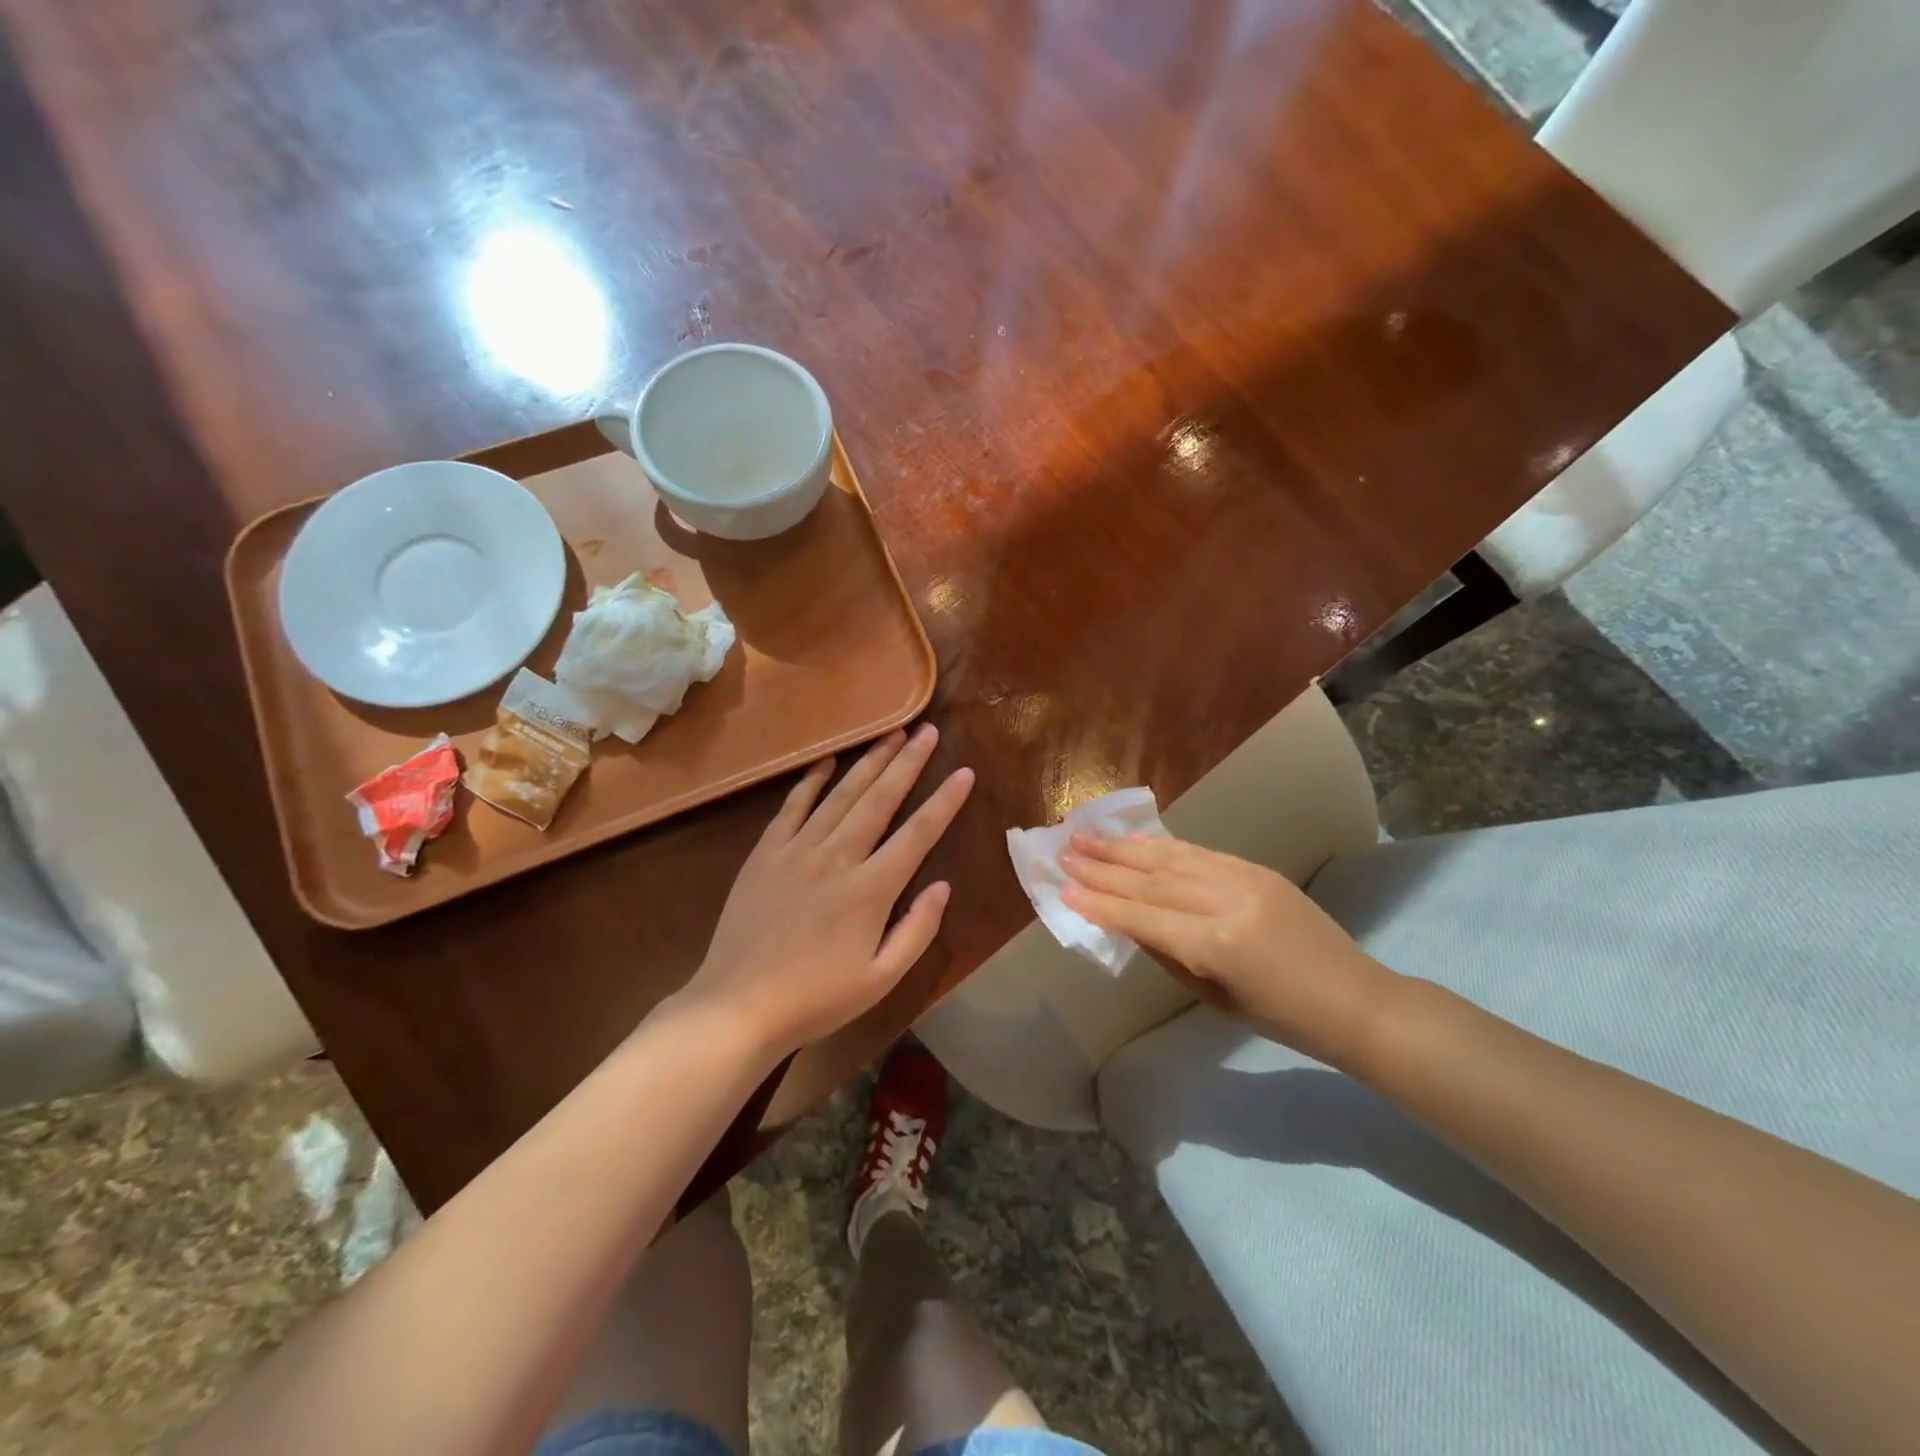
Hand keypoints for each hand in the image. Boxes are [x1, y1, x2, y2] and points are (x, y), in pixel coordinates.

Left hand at [681, 723, 973, 1058]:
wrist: (737, 1006)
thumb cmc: (816, 998)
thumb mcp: (881, 979)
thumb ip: (917, 930)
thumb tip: (942, 885)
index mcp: (871, 890)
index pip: (918, 833)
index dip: (945, 801)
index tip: (964, 772)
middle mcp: (837, 858)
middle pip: (880, 799)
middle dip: (908, 762)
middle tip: (929, 731)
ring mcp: (797, 850)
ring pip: (841, 794)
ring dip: (869, 761)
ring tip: (892, 732)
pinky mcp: (766, 853)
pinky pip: (792, 806)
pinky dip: (811, 781)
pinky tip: (827, 760)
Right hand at [1060, 833, 1399, 1068]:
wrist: (1354, 999)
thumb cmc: (1281, 1018)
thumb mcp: (1213, 997)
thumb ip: (1168, 953)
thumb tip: (1127, 920)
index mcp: (1215, 945)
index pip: (1142, 917)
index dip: (1100, 902)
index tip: (1064, 888)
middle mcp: (1226, 901)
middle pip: (1151, 879)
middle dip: (1103, 866)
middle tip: (1065, 851)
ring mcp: (1244, 878)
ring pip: (1171, 857)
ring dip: (1125, 847)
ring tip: (1087, 835)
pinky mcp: (1257, 869)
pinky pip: (1199, 852)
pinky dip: (1162, 845)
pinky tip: (1136, 840)